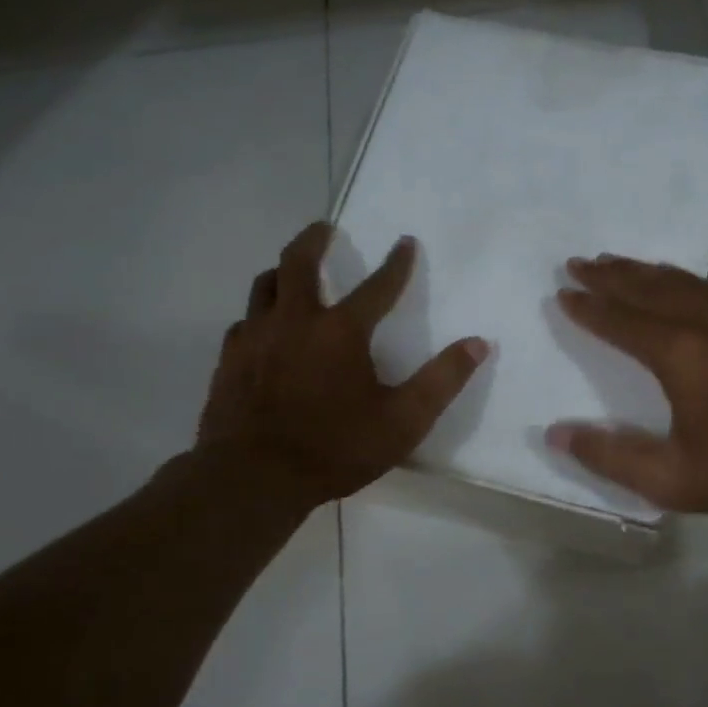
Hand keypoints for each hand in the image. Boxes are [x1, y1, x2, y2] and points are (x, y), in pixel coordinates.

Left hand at [195, 222, 487, 507]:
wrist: (252, 478)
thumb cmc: (335, 449)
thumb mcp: (403, 421)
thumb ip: (442, 380)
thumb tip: (478, 343)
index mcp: (341, 332)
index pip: (377, 286)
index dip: (397, 263)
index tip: (405, 241)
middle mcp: (295, 321)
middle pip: (299, 262)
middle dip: (315, 239)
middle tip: (325, 228)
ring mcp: (255, 338)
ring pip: (264, 285)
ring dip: (282, 271)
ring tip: (292, 270)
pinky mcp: (229, 361)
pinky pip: (244, 322)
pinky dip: (259, 315)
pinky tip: (263, 329)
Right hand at [545, 255, 707, 515]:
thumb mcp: (673, 480)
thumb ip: (611, 457)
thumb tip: (556, 434)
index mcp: (681, 355)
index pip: (622, 321)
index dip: (589, 308)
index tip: (564, 293)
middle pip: (649, 289)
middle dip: (610, 276)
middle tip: (578, 264)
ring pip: (683, 282)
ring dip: (644, 271)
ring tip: (616, 263)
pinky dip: (683, 279)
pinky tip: (675, 281)